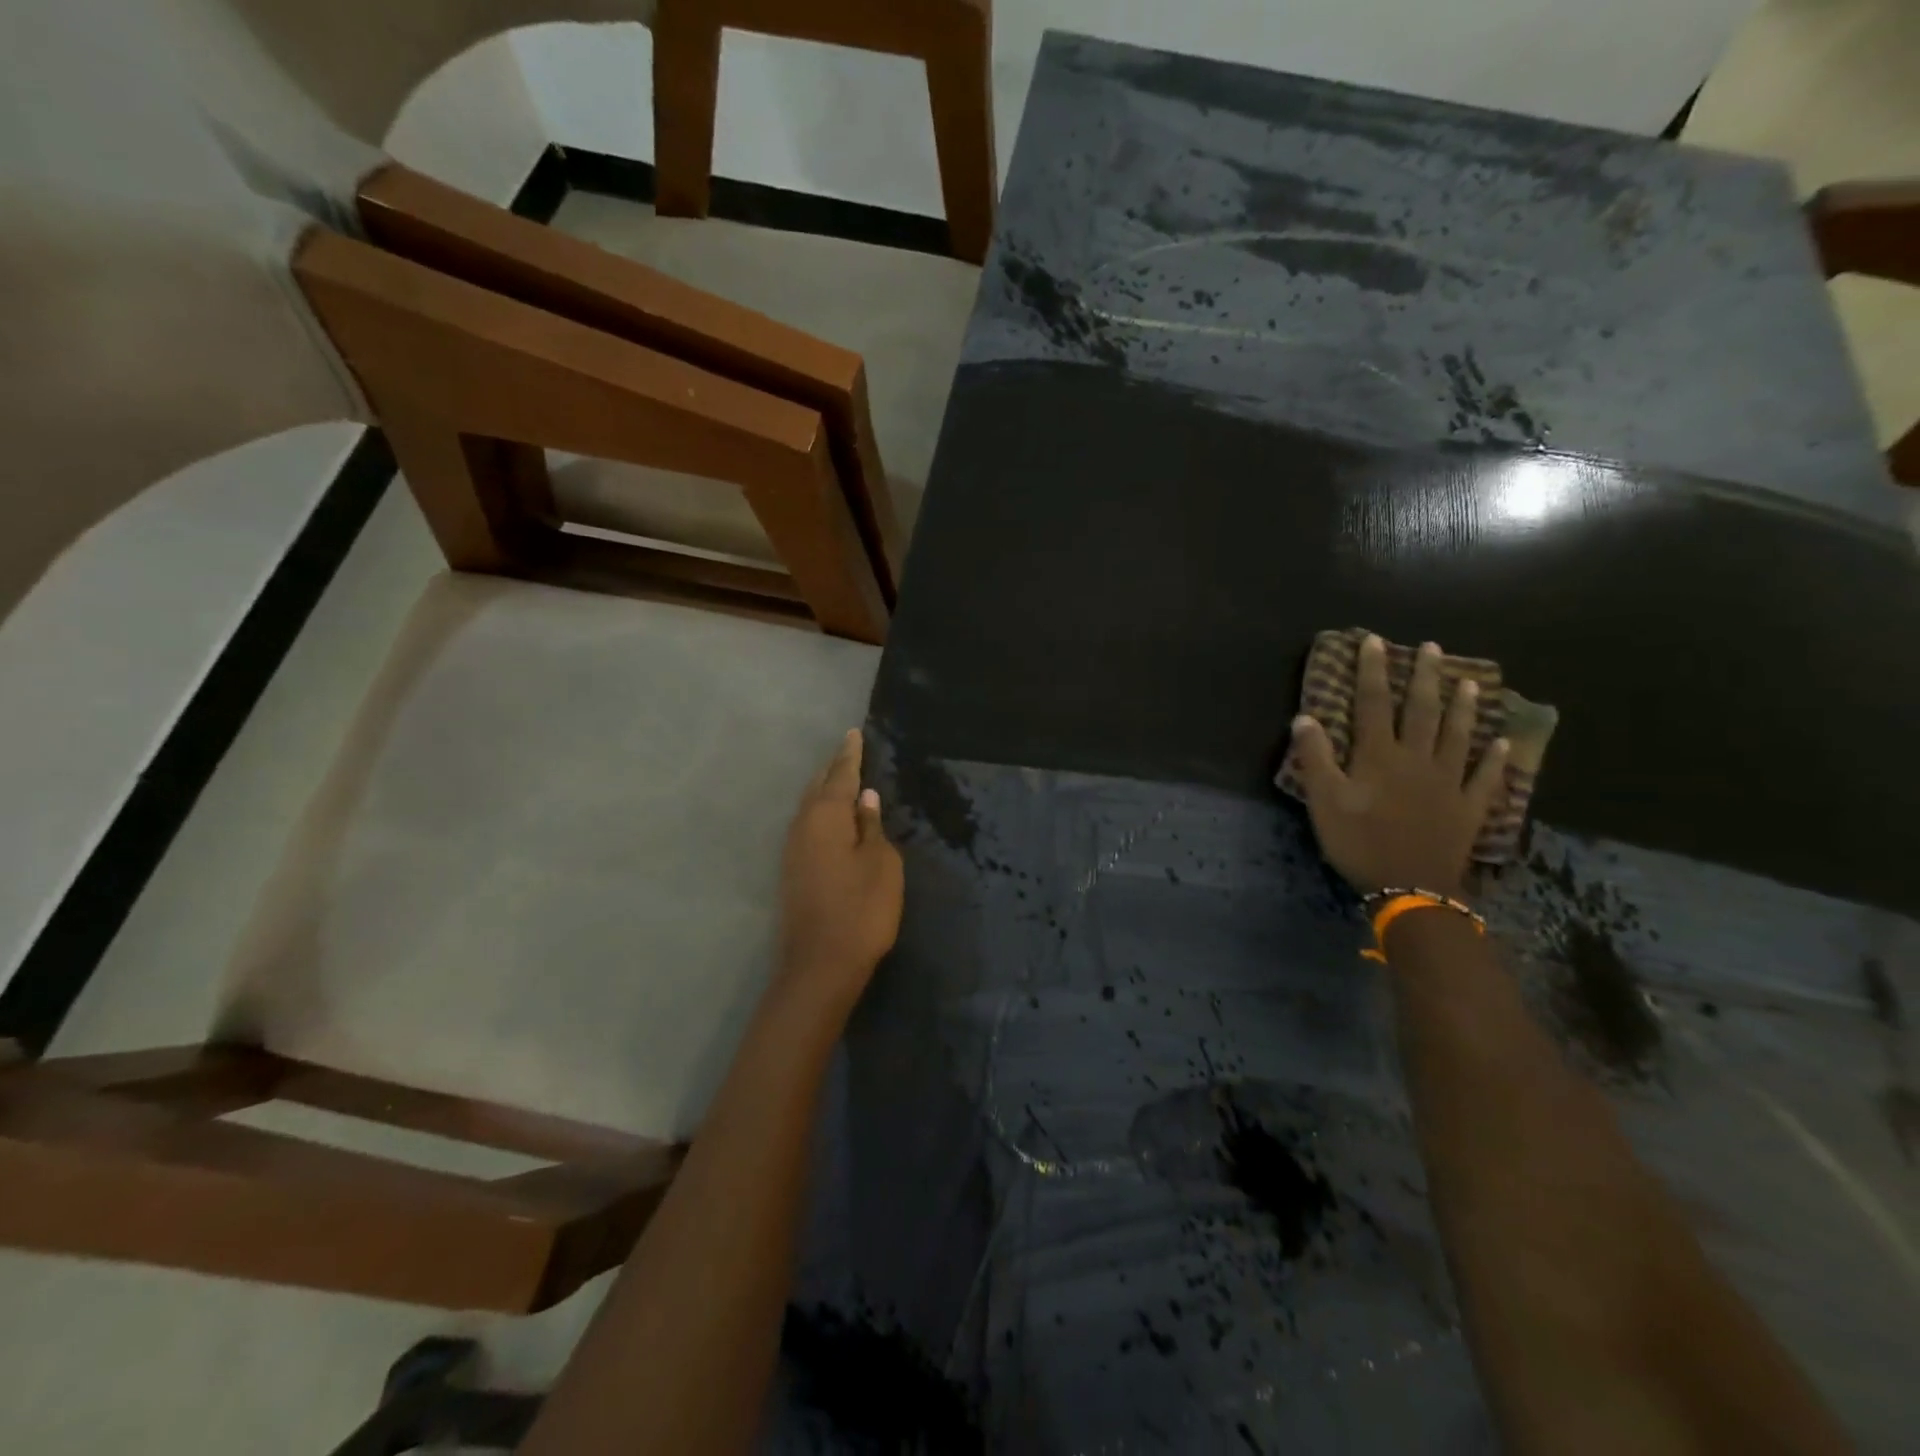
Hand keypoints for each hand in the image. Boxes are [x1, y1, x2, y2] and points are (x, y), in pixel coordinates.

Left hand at [777, 729, 903, 1014]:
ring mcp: (793, 850)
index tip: (853, 733)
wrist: (820, 965)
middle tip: (849, 752)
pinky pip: (808, 827)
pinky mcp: (792, 872)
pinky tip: (832, 819)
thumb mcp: (881, 863)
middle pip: (818, 788)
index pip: (841, 775)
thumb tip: (865, 799)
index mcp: (825, 817)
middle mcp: (802, 827)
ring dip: (825, 791)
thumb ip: (872, 827)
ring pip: (810, 808)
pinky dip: (822, 814)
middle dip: (834, 769)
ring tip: (842, 779)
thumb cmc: (861, 909)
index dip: (850, 754)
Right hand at [1290, 635, 1508, 895]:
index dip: (1372, 671)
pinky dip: (1494, 758)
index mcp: (1379, 755)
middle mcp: (1417, 758)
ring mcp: (1448, 781)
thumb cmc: (1359, 842)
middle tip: (1432, 647)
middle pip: (1421, 710)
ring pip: (1456, 735)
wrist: (1410, 886)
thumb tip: (1305, 717)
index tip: (1374, 641)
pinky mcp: (1468, 806)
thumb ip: (1316, 758)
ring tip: (1469, 682)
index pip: (1373, 703)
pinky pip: (1485, 777)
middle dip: (1424, 677)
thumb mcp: (1324, 801)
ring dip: (1462, 707)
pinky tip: (1501, 742)